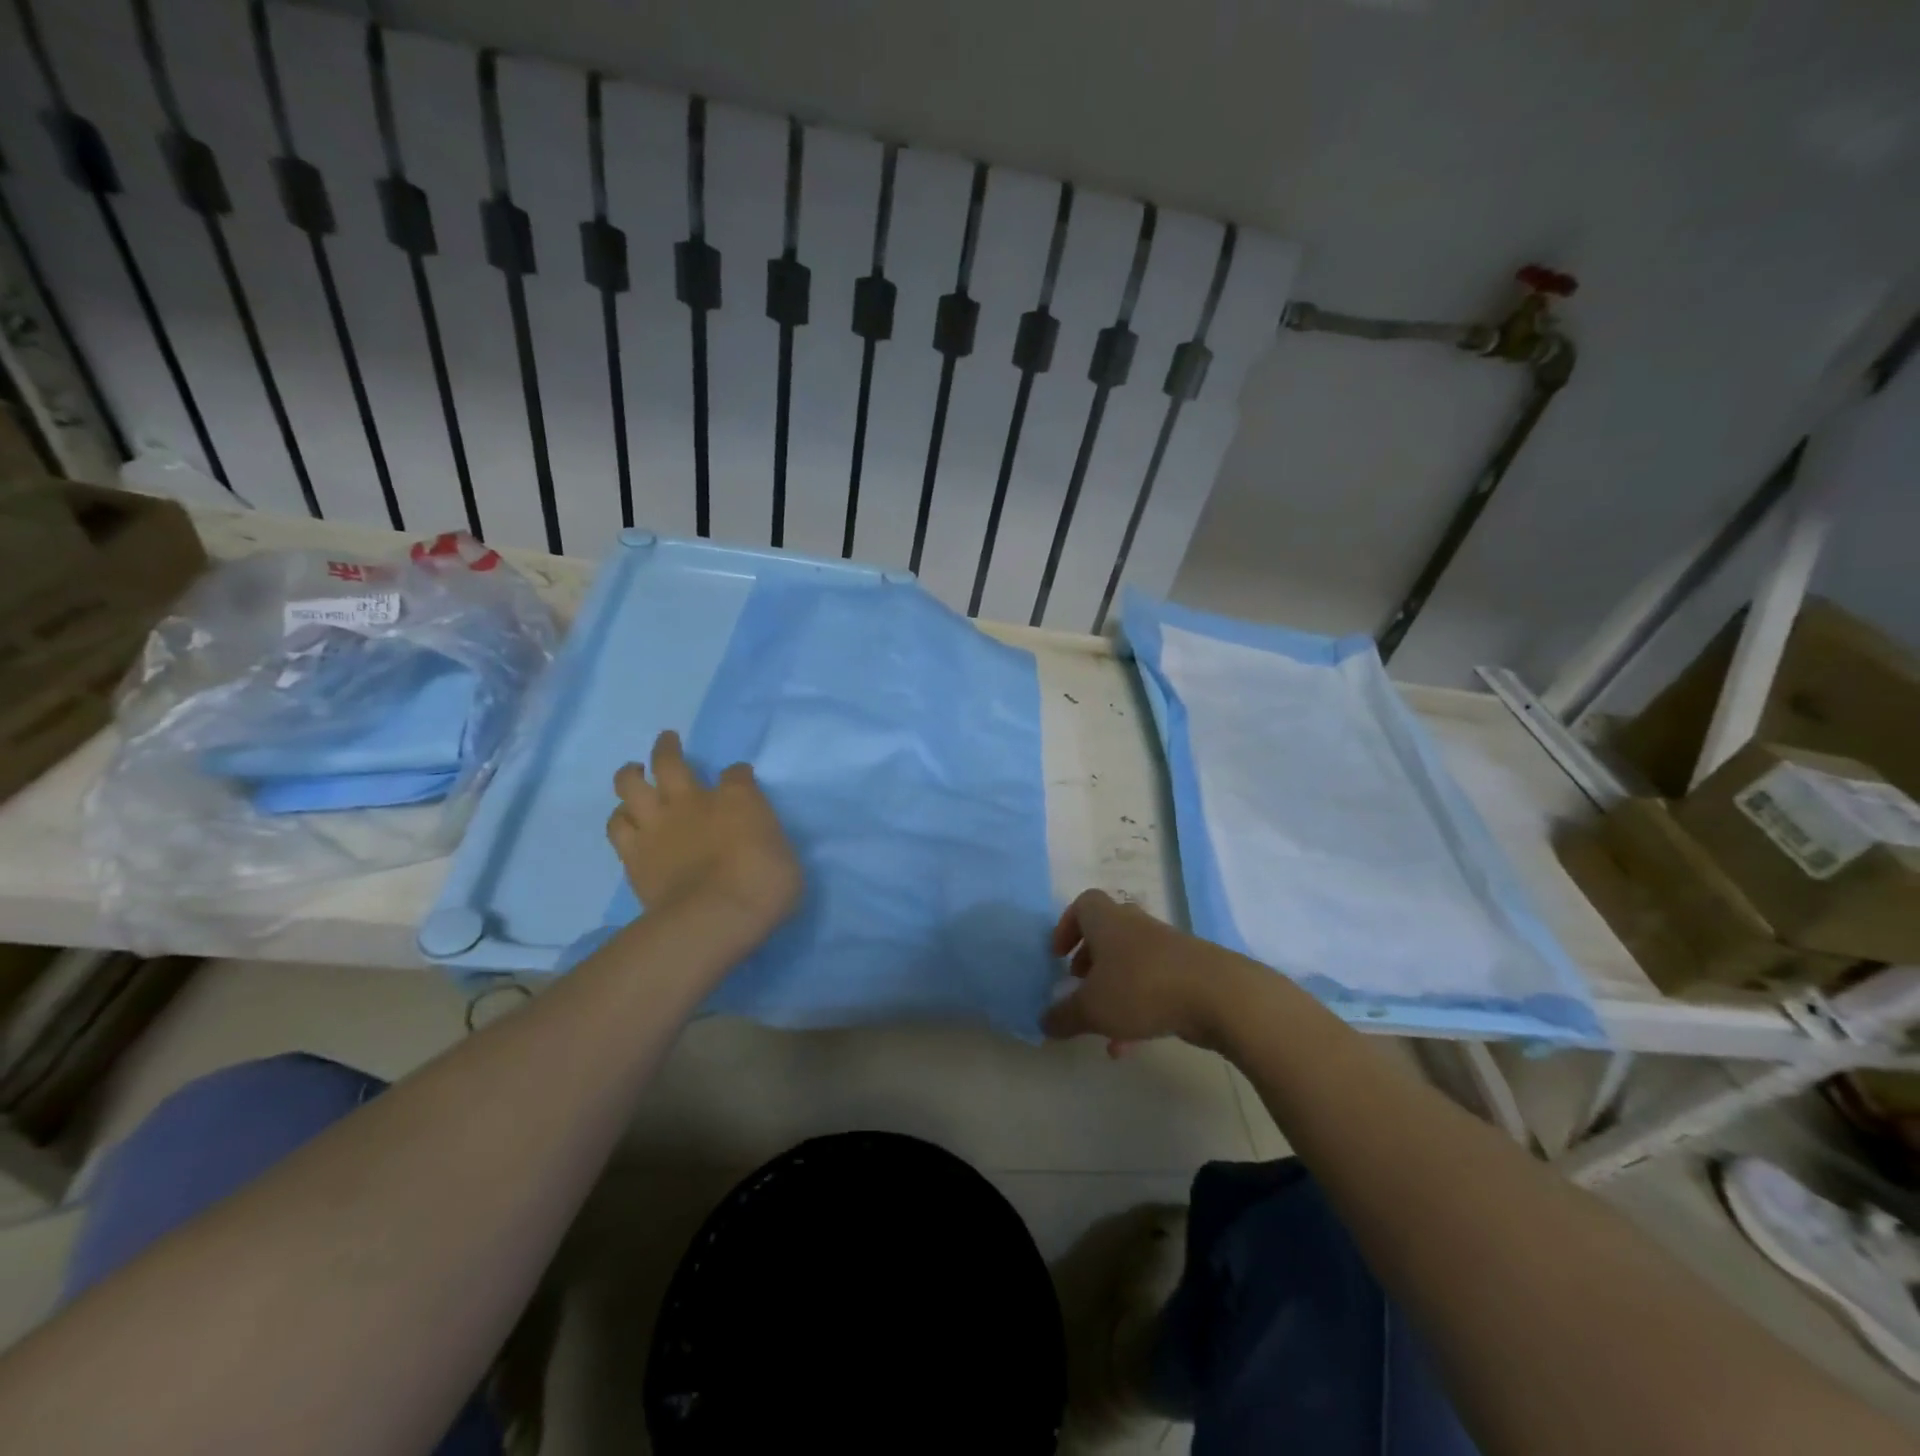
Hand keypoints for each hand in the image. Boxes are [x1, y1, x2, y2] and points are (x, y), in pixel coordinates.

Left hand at [606, 731, 801, 944]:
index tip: (740, 777)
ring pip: (630, 784)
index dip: (737, 774)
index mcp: (738, 798)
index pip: (736, 774)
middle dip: (668, 747)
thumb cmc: (765, 885)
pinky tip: (625, 819)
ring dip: (631, 775)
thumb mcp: (785, 856)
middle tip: (667, 740)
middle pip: (670, 762)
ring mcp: (658, 825)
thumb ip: (767, 840)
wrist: (716, 916)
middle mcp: (693, 801)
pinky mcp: (634, 853)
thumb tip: (759, 839)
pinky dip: (620, 817)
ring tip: (634, 774)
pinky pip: (616, 824)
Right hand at [1041, 890, 1255, 1054]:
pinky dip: (1138, 1009)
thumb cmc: (1142, 988)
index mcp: (1108, 922)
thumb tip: (1043, 1021)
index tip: (1059, 955)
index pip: (1083, 905)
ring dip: (1113, 991)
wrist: (1219, 995)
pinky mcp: (1189, 973)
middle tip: (1079, 985)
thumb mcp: (1092, 1008)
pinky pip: (1153, 985)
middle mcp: (1136, 927)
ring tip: (1103, 1028)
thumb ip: (1063, 1016)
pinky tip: (1131, 1046)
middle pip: (1107, 933)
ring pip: (1130, 964)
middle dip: (1090, 960)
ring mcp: (1166, 949)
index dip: (1067, 927)